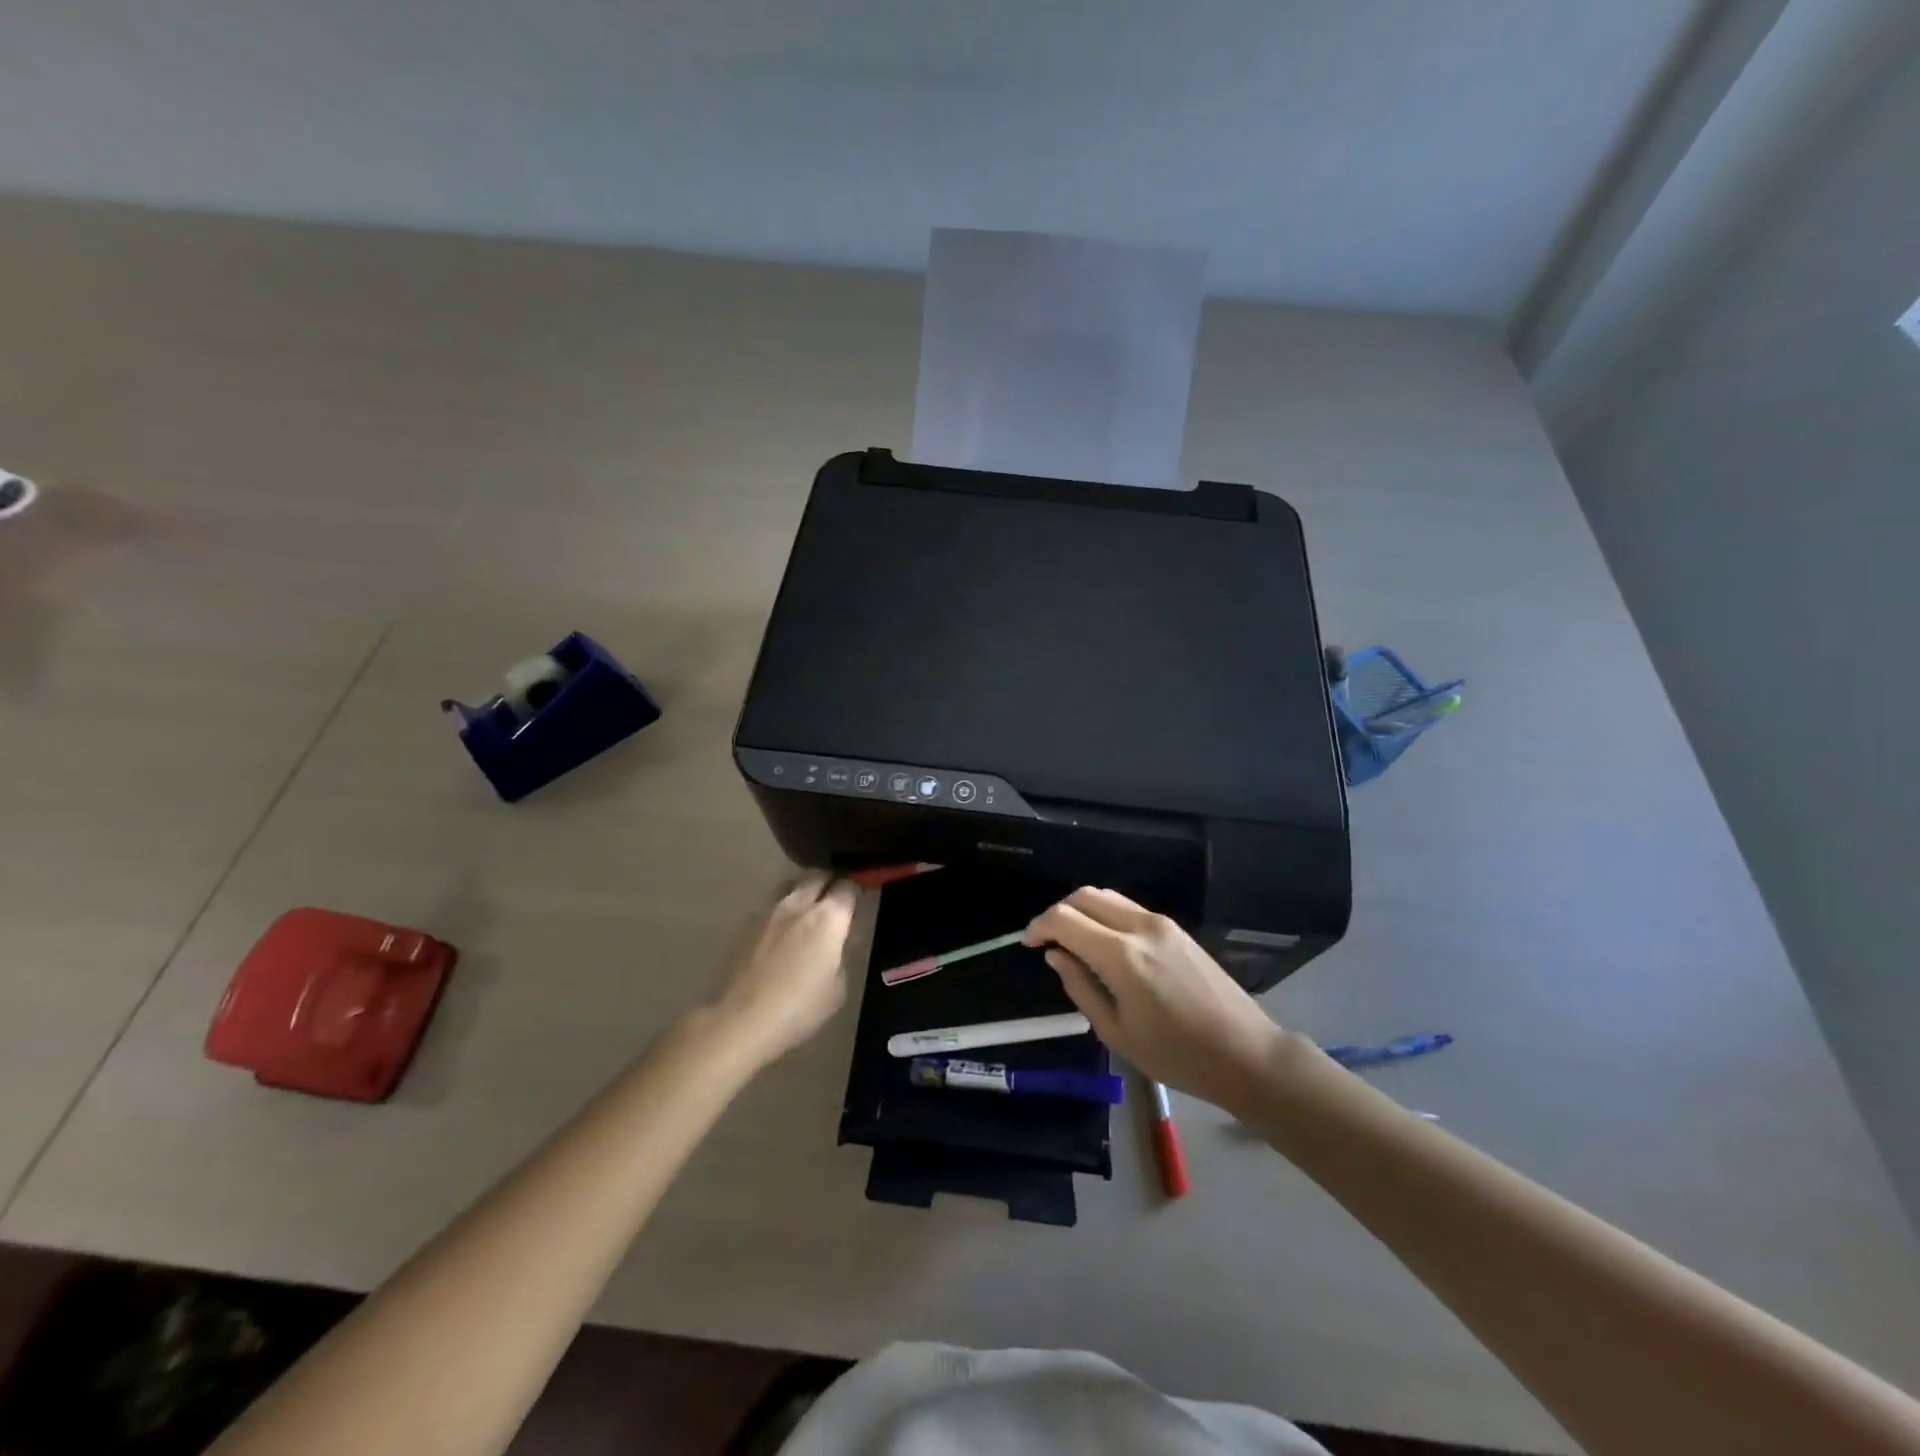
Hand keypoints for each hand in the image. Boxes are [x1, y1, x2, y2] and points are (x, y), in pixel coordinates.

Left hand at [711, 873, 858, 1065]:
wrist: (741, 1021)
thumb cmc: (799, 1008)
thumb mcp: (838, 987)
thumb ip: (841, 954)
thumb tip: (838, 941)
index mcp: (828, 918)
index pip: (848, 886)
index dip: (857, 889)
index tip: (860, 899)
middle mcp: (799, 904)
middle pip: (819, 876)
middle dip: (830, 882)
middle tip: (836, 901)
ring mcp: (770, 912)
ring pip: (793, 886)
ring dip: (805, 893)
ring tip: (809, 913)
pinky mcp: (747, 925)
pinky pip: (773, 907)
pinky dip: (784, 912)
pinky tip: (783, 934)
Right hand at [1026, 887, 1287, 1111]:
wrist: (1244, 1053)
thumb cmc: (1176, 1055)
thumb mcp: (1116, 1032)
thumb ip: (1079, 987)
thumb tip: (1055, 955)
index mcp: (1121, 956)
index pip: (1065, 919)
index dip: (1039, 926)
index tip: (1027, 944)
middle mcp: (1139, 927)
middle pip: (1085, 896)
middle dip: (1057, 911)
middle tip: (1045, 939)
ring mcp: (1161, 923)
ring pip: (1107, 897)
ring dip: (1081, 909)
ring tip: (1070, 939)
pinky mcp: (1175, 928)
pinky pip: (1128, 908)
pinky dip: (1104, 914)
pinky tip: (1102, 942)